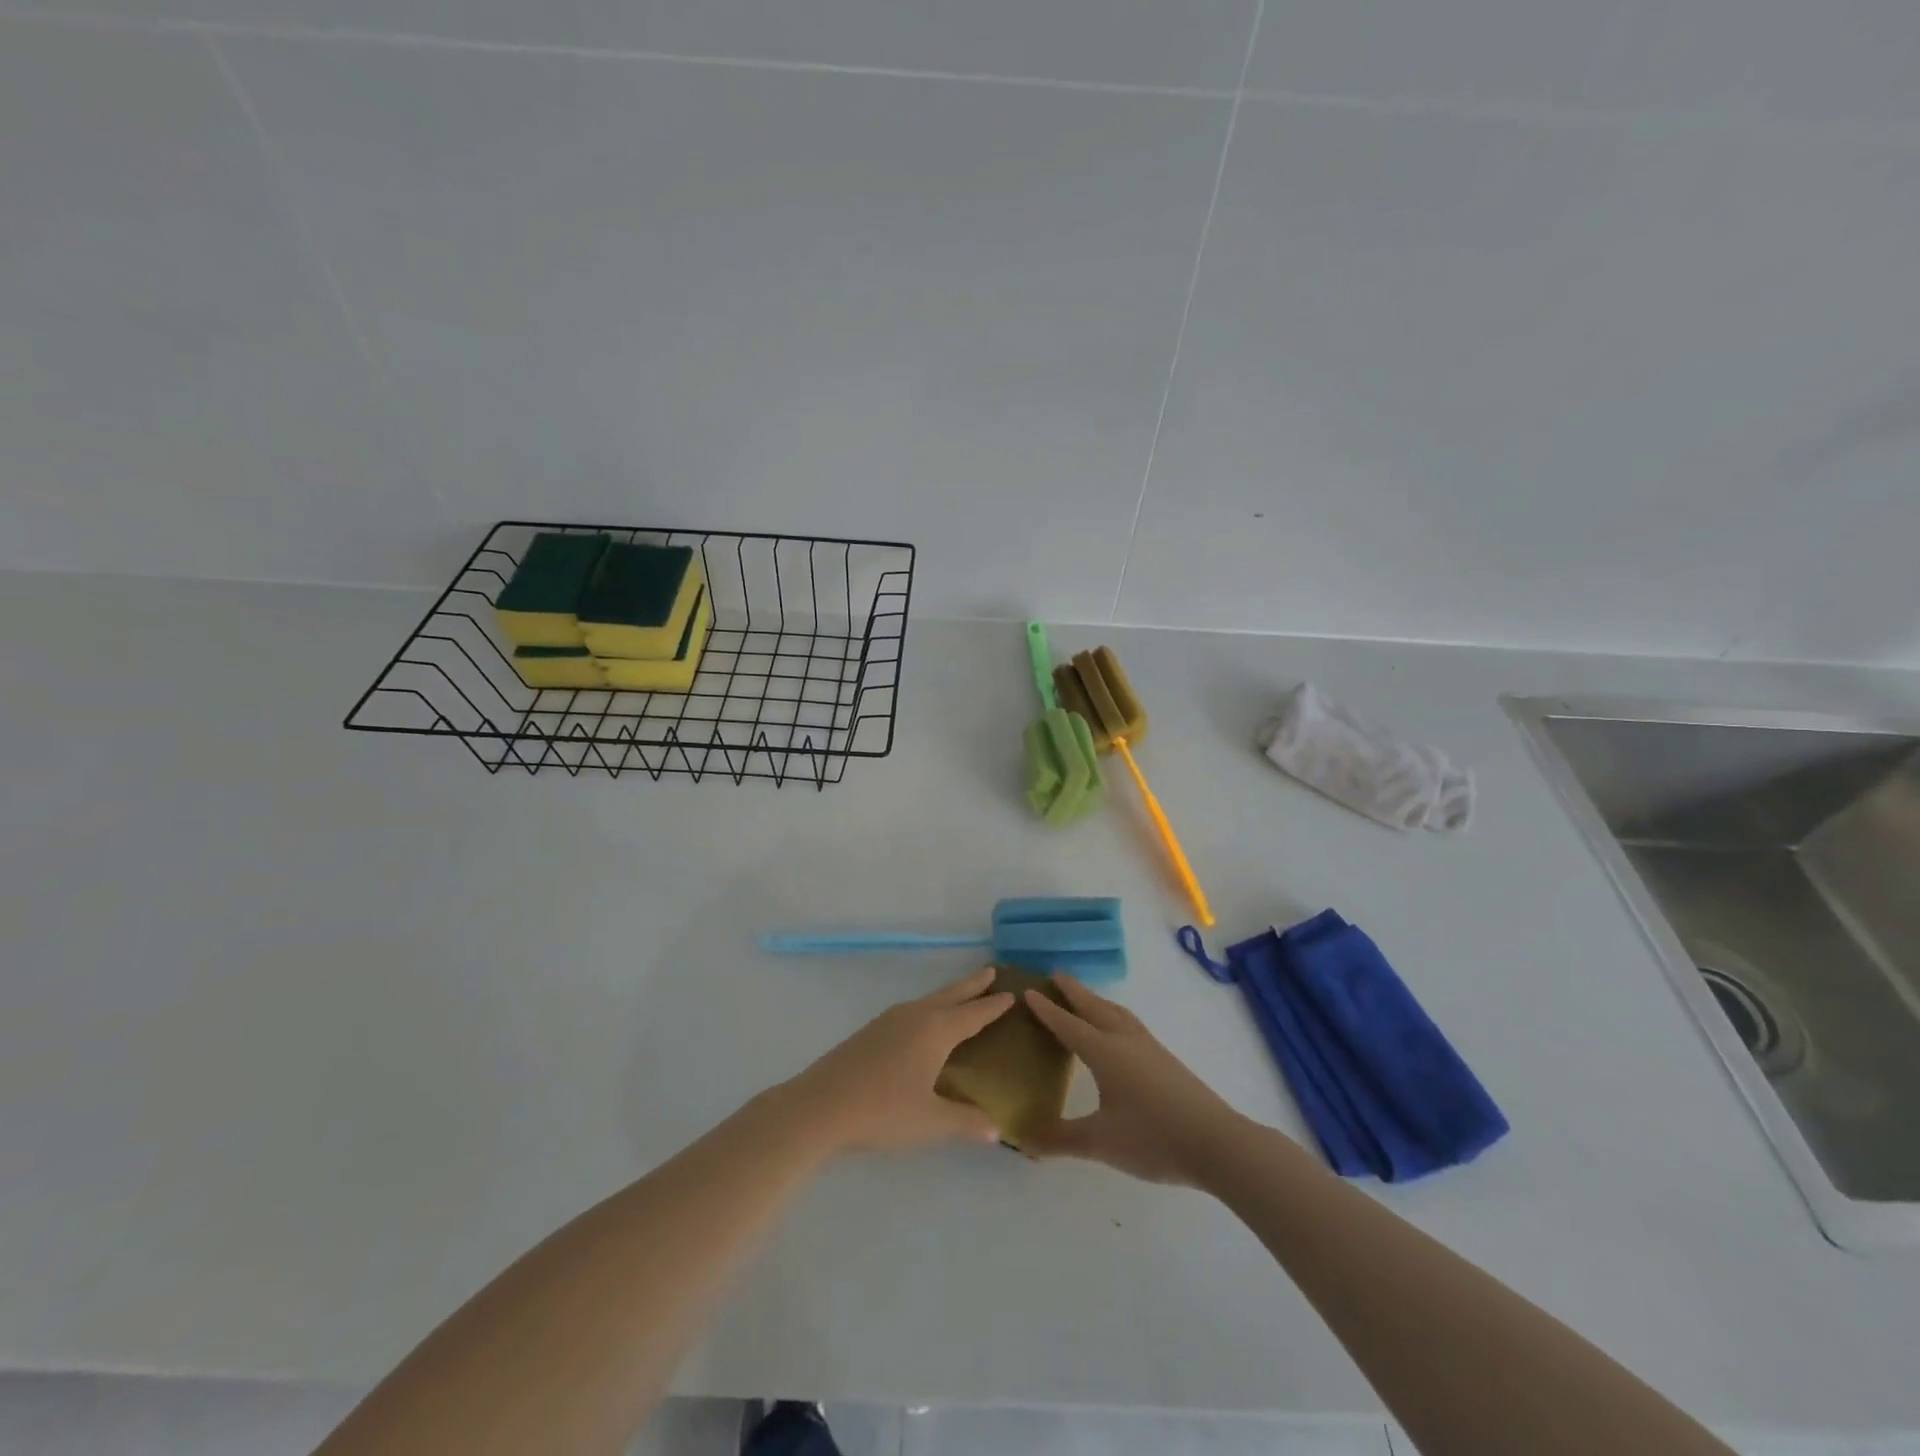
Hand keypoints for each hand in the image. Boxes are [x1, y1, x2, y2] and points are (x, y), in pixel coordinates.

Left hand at [780, 968, 1013, 1155]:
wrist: (820, 1106)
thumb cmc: (882, 1111)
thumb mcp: (930, 1121)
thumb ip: (965, 1121)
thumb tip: (995, 1128)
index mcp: (935, 1030)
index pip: (972, 1014)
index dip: (992, 1006)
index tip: (1011, 993)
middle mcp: (915, 1016)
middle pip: (950, 995)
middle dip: (972, 984)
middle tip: (991, 971)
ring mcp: (889, 1020)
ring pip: (929, 1000)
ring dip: (949, 995)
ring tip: (961, 995)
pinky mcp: (871, 1031)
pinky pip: (912, 1010)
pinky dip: (929, 1007)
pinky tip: (922, 1023)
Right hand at [1022, 974, 1242, 1186]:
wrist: (1216, 1143)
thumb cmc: (1153, 1138)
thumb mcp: (1100, 1142)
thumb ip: (1060, 1139)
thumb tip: (1023, 1140)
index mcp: (1104, 1052)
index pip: (1068, 1025)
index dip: (1047, 1010)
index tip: (1028, 990)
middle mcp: (1125, 1040)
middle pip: (1094, 1007)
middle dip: (1073, 991)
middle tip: (1055, 975)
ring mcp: (1149, 1047)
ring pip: (1116, 1013)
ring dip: (1096, 1000)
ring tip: (1084, 997)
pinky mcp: (1165, 1059)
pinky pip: (1130, 1024)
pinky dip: (1114, 1015)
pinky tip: (1119, 1030)